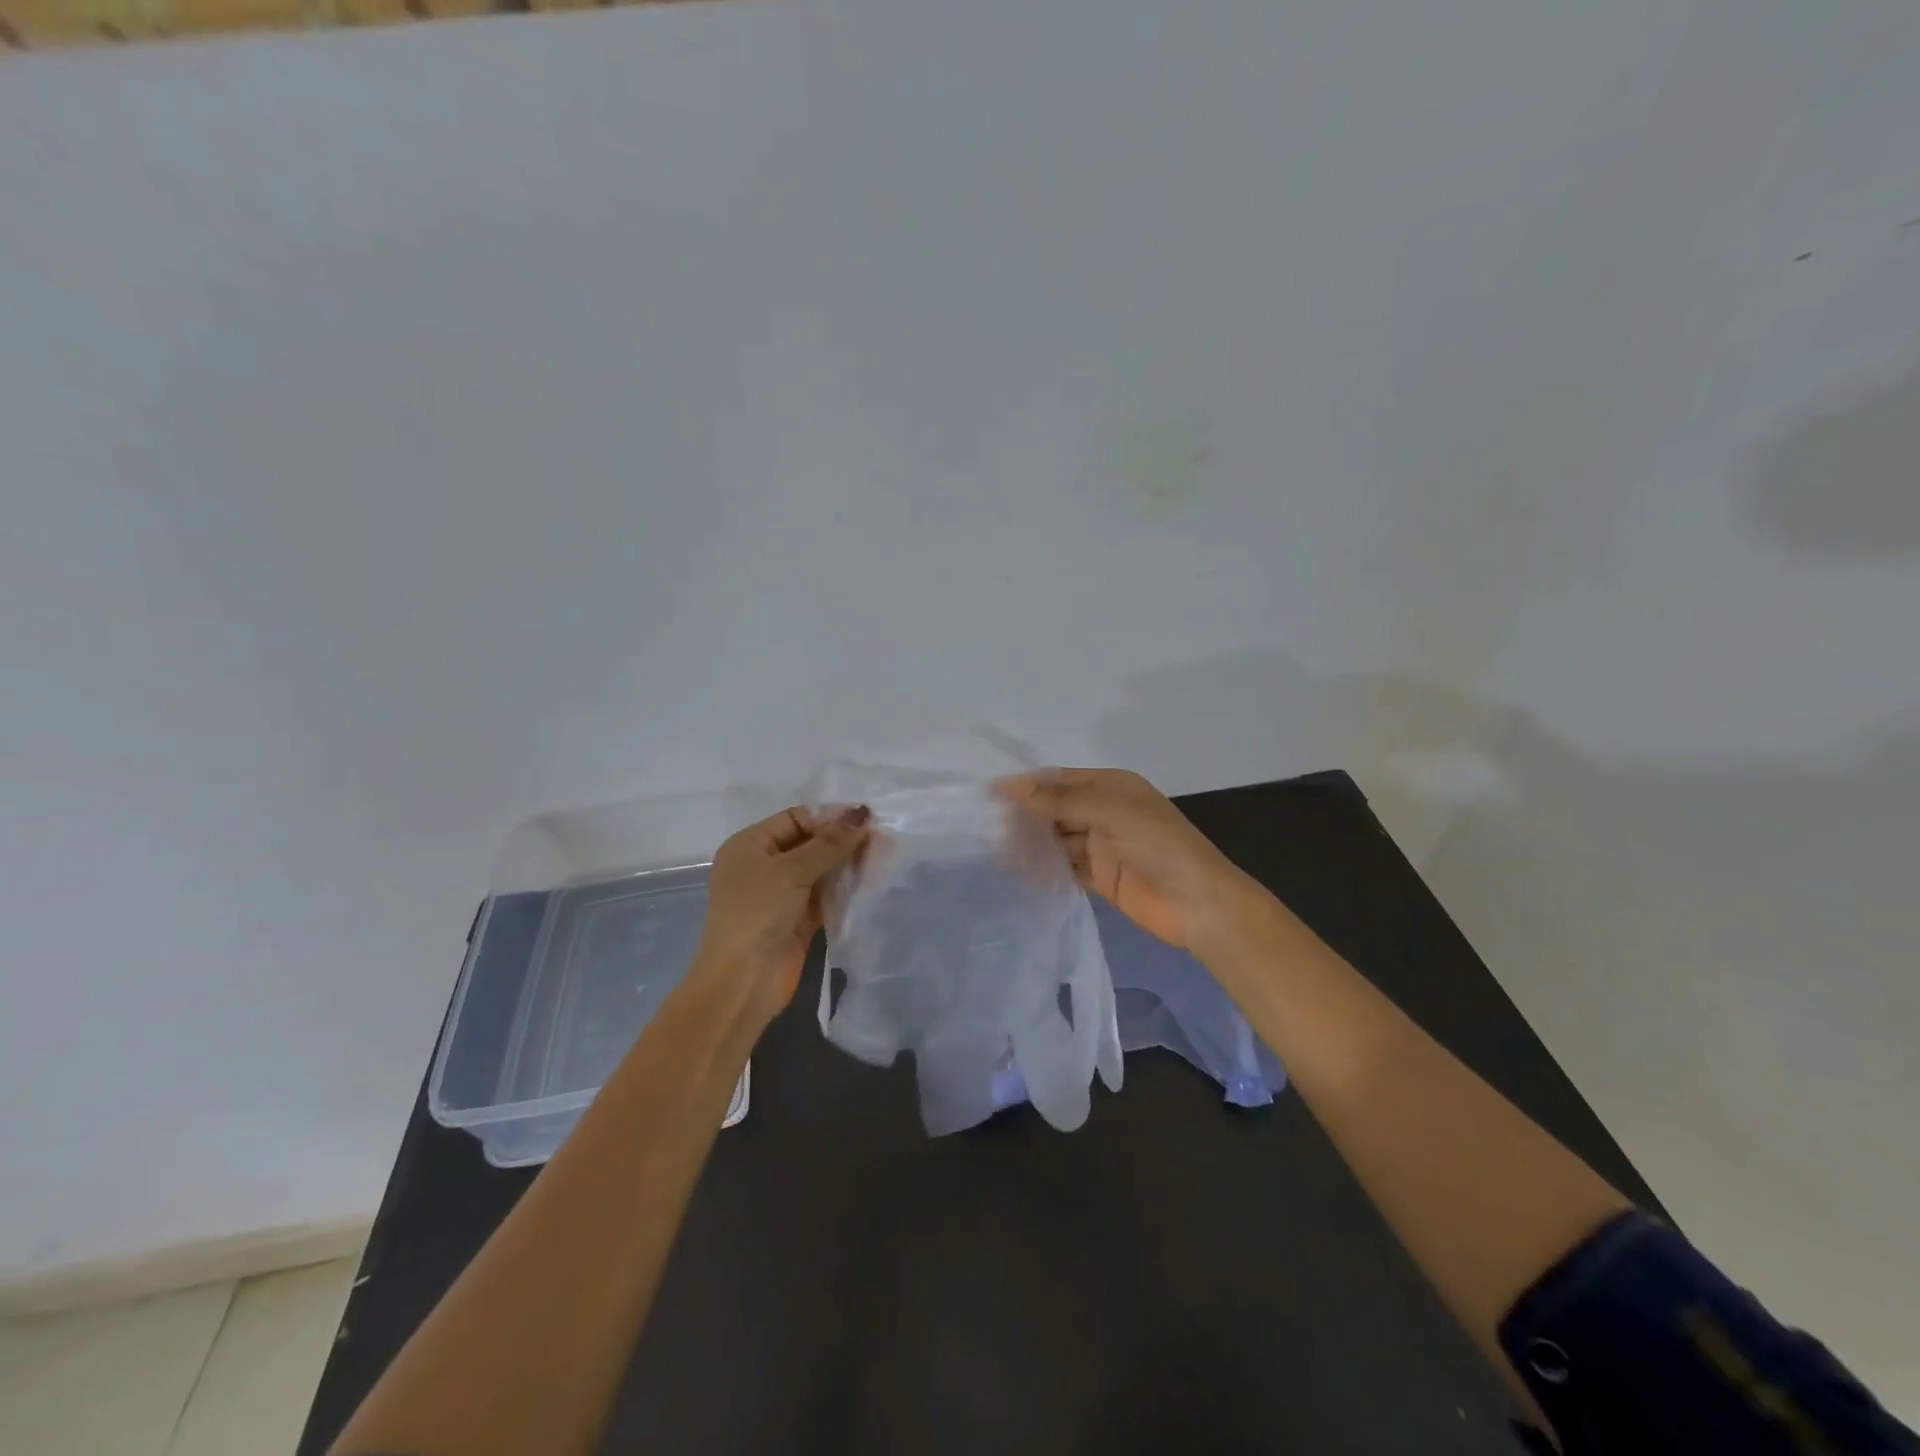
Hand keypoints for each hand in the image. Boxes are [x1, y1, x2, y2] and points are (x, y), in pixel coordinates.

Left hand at [691, 805, 869, 1031]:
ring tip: (884, 856)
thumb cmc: (757, 914)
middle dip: (843, 840)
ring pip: (821, 869)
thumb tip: (862, 814)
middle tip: (882, 838)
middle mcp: (764, 866)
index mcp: (750, 846)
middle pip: (810, 843)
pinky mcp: (799, 919)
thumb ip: (829, 843)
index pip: (796, 819)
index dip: (829, 817)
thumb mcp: (791, 871)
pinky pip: (827, 895)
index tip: (866, 819)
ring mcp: (782, 894)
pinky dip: (846, 888)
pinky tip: (872, 880)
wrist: (743, 982)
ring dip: (848, 864)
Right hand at [997, 768, 1251, 955]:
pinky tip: (1018, 870)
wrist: (1199, 905)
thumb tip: (1012, 787)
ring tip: (996, 850)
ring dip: (1031, 843)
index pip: (1061, 780)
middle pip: (1056, 809)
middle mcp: (1104, 812)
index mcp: (1112, 787)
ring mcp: (1102, 846)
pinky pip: (1064, 866)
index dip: (1027, 785)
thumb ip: (1061, 801)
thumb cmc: (1160, 846)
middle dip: (1026, 815)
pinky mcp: (1099, 877)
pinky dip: (1044, 867)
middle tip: (988, 826)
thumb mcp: (1112, 812)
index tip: (990, 794)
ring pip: (1056, 839)